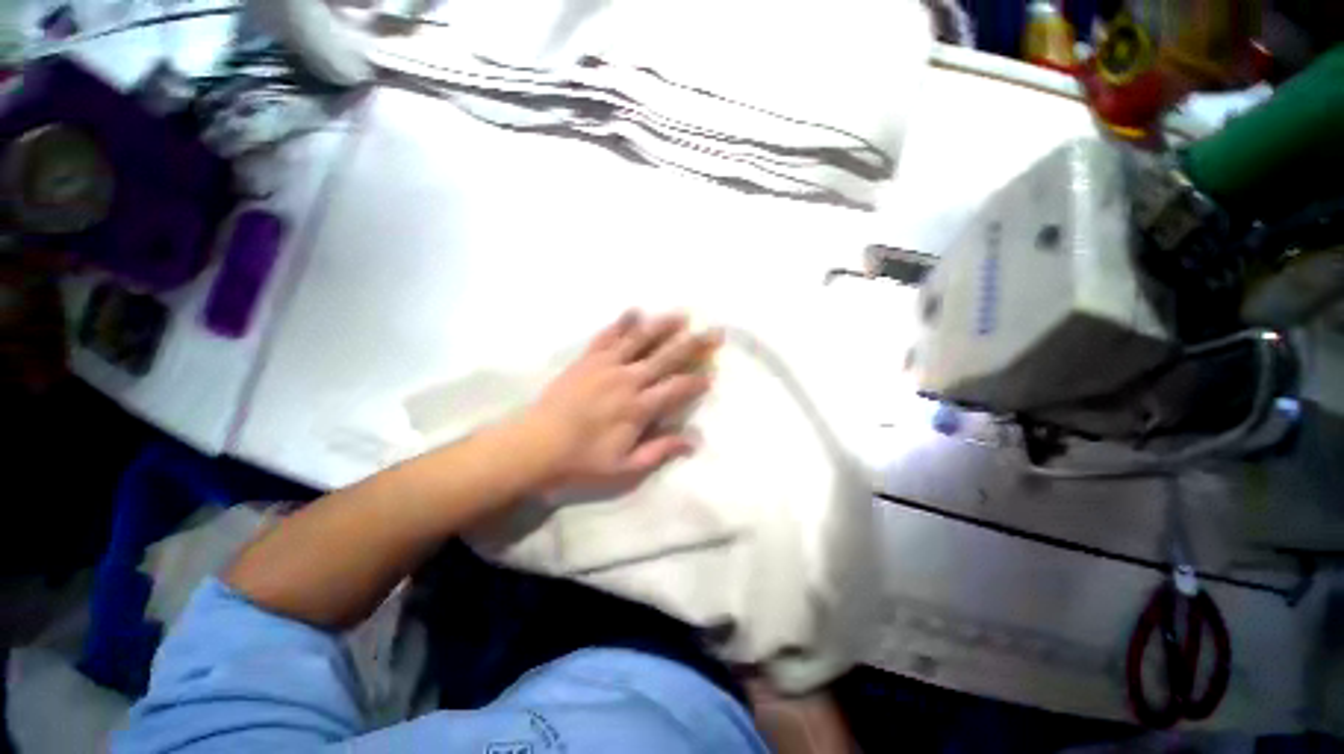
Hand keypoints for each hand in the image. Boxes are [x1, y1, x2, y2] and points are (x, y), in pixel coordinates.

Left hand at [519, 310, 720, 497]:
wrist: (534, 446)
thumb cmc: (581, 461)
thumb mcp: (624, 468)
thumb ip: (659, 451)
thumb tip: (693, 441)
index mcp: (638, 407)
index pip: (677, 389)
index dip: (696, 382)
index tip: (711, 376)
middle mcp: (628, 380)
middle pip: (667, 358)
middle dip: (694, 345)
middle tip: (714, 332)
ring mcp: (606, 366)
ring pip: (641, 340)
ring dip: (664, 326)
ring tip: (682, 315)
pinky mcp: (587, 359)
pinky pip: (607, 336)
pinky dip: (622, 323)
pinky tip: (634, 311)